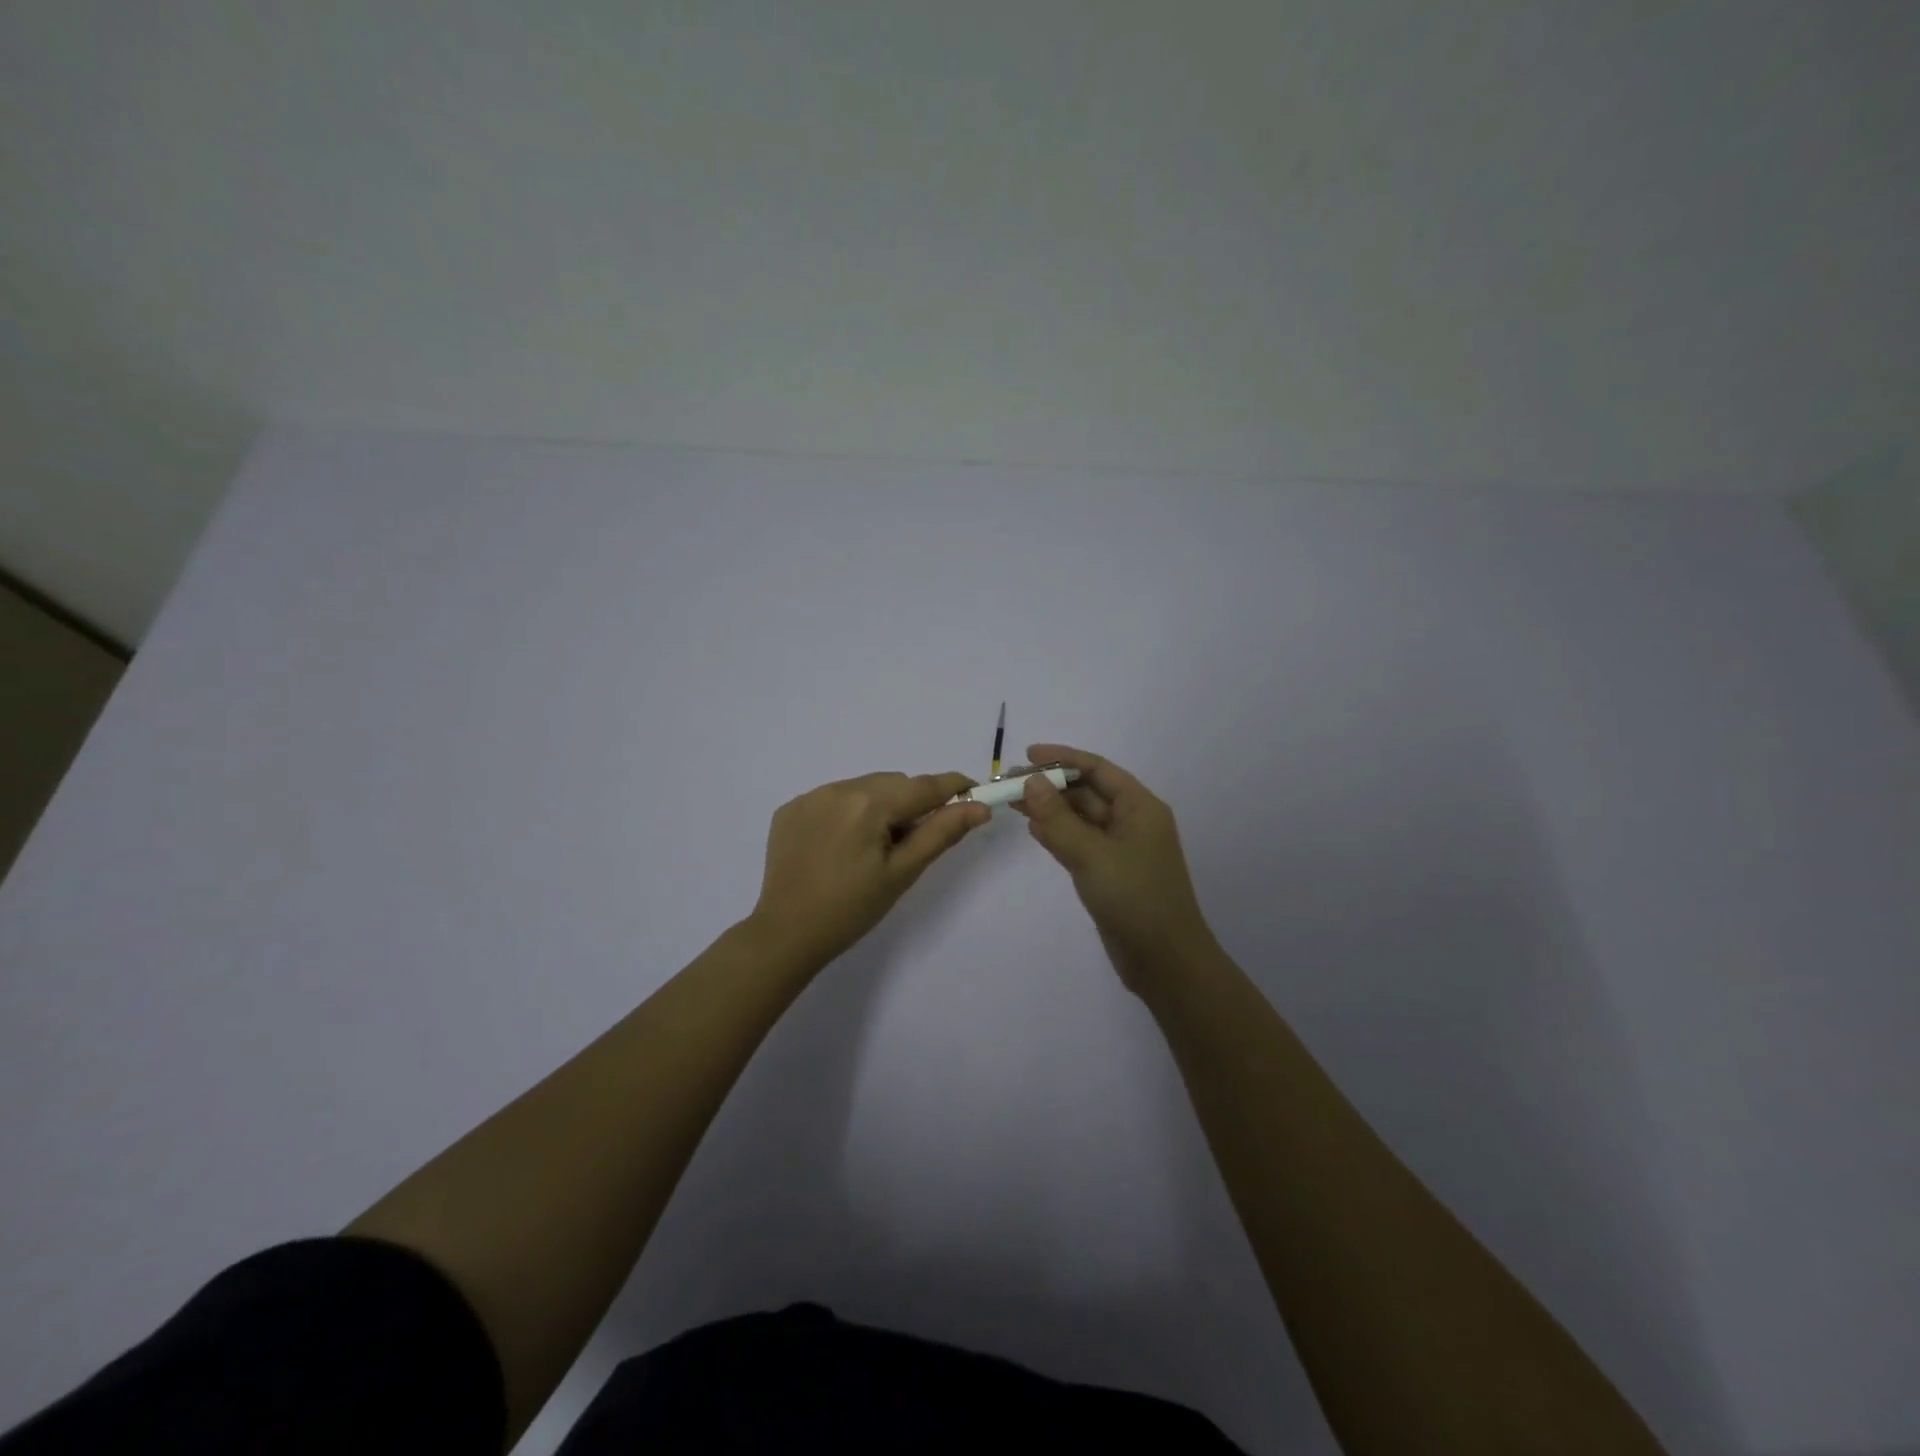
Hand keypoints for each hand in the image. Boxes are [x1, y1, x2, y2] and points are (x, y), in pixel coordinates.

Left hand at [748, 771, 989, 966]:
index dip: (953, 786)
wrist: (786, 935)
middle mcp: (837, 788)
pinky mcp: (790, 809)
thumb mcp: (902, 873)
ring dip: (879, 806)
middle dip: (910, 804)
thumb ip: (941, 833)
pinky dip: (848, 813)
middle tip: (911, 844)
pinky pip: (833, 798)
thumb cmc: (851, 909)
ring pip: (864, 788)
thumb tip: (979, 807)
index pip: (923, 786)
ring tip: (872, 849)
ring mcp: (809, 797)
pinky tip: (841, 847)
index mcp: (868, 804)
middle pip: (893, 784)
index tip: (974, 792)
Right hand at [1012, 744, 1217, 993]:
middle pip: (1088, 791)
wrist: (1164, 961)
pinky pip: (1080, 842)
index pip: (1097, 768)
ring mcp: (1121, 849)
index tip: (1026, 755)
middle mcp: (1132, 821)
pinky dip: (1058, 834)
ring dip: (1050, 809)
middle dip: (1051, 785)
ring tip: (1013, 803)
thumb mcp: (1091, 854)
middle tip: (1010, 783)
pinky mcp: (1110, 872)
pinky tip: (1033, 830)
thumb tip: (1032, 782)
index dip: (1062, 758)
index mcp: (1139, 807)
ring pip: (1081, 818)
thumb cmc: (1134, 898)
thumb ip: (1058, 818)